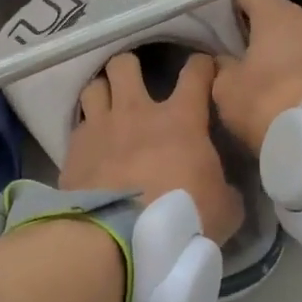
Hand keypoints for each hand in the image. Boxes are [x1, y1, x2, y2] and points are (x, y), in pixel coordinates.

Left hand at [60, 52, 244, 244]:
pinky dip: (86, 129)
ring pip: (95, 86)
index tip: (204, 70)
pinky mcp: (74, 149)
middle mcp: (136, 112)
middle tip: (137, 84)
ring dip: (103, 92)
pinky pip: (78, 124)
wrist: (120, 237)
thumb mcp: (225, 210)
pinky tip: (91, 144)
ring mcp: (101, 126)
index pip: (195, 72)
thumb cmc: (181, 218)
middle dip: (131, 68)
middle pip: (126, 64)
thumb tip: (226, 189)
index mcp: (180, 119)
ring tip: (108, 106)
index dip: (201, 66)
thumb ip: (226, 190)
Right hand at [211, 0, 301, 152]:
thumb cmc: (266, 102)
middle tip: (233, 50)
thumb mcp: (225, 87)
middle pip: (276, 15)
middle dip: (255, 29)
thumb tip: (225, 59)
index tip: (217, 22)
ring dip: (278, 53)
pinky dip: (294, 71)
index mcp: (278, 15)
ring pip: (295, 41)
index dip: (231, 3)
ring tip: (258, 75)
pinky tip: (281, 91)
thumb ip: (221, 65)